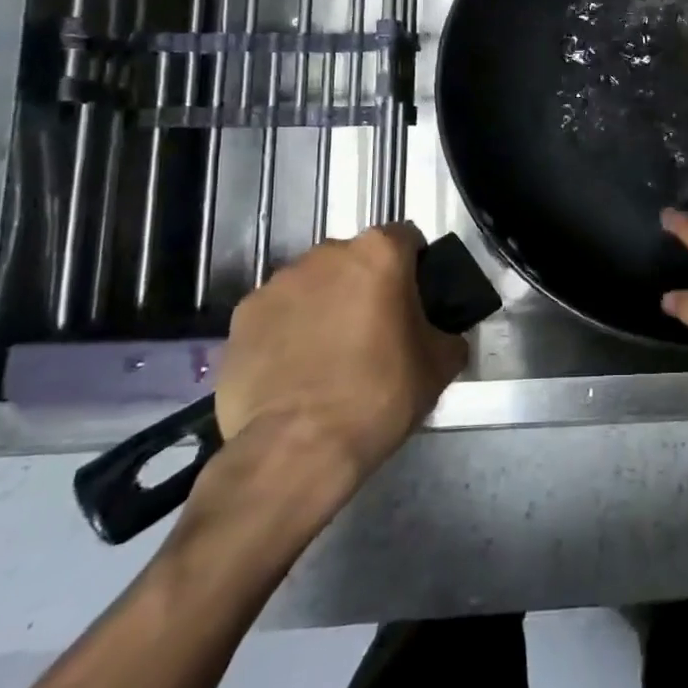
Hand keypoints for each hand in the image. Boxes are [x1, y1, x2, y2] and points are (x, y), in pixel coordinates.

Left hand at [213, 224, 468, 490]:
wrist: (296, 449)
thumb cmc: (379, 396)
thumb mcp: (440, 366)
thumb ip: (446, 333)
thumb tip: (440, 334)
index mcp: (379, 254)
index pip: (406, 238)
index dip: (415, 267)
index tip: (415, 301)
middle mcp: (326, 254)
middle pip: (355, 259)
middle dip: (365, 285)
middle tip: (374, 332)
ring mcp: (277, 283)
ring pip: (312, 284)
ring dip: (324, 305)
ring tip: (327, 356)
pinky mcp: (240, 318)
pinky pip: (276, 314)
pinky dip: (286, 331)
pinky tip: (292, 372)